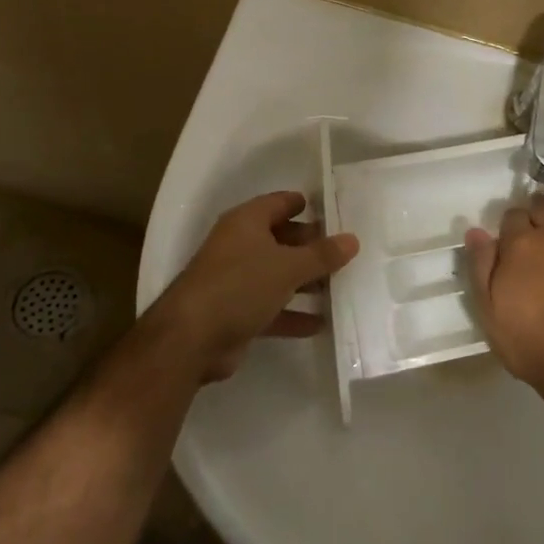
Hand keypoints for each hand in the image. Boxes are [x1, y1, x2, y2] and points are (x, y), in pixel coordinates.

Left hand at [152, 192, 358, 382]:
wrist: (190, 340)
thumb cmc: (240, 286)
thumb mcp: (288, 267)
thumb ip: (322, 255)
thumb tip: (353, 239)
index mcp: (247, 222)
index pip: (281, 203)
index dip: (307, 205)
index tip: (336, 213)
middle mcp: (240, 246)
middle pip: (282, 239)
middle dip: (312, 247)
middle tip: (346, 253)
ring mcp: (236, 281)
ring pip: (278, 275)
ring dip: (305, 282)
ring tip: (340, 287)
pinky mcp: (236, 313)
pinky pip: (271, 307)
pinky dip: (293, 314)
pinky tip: (320, 323)